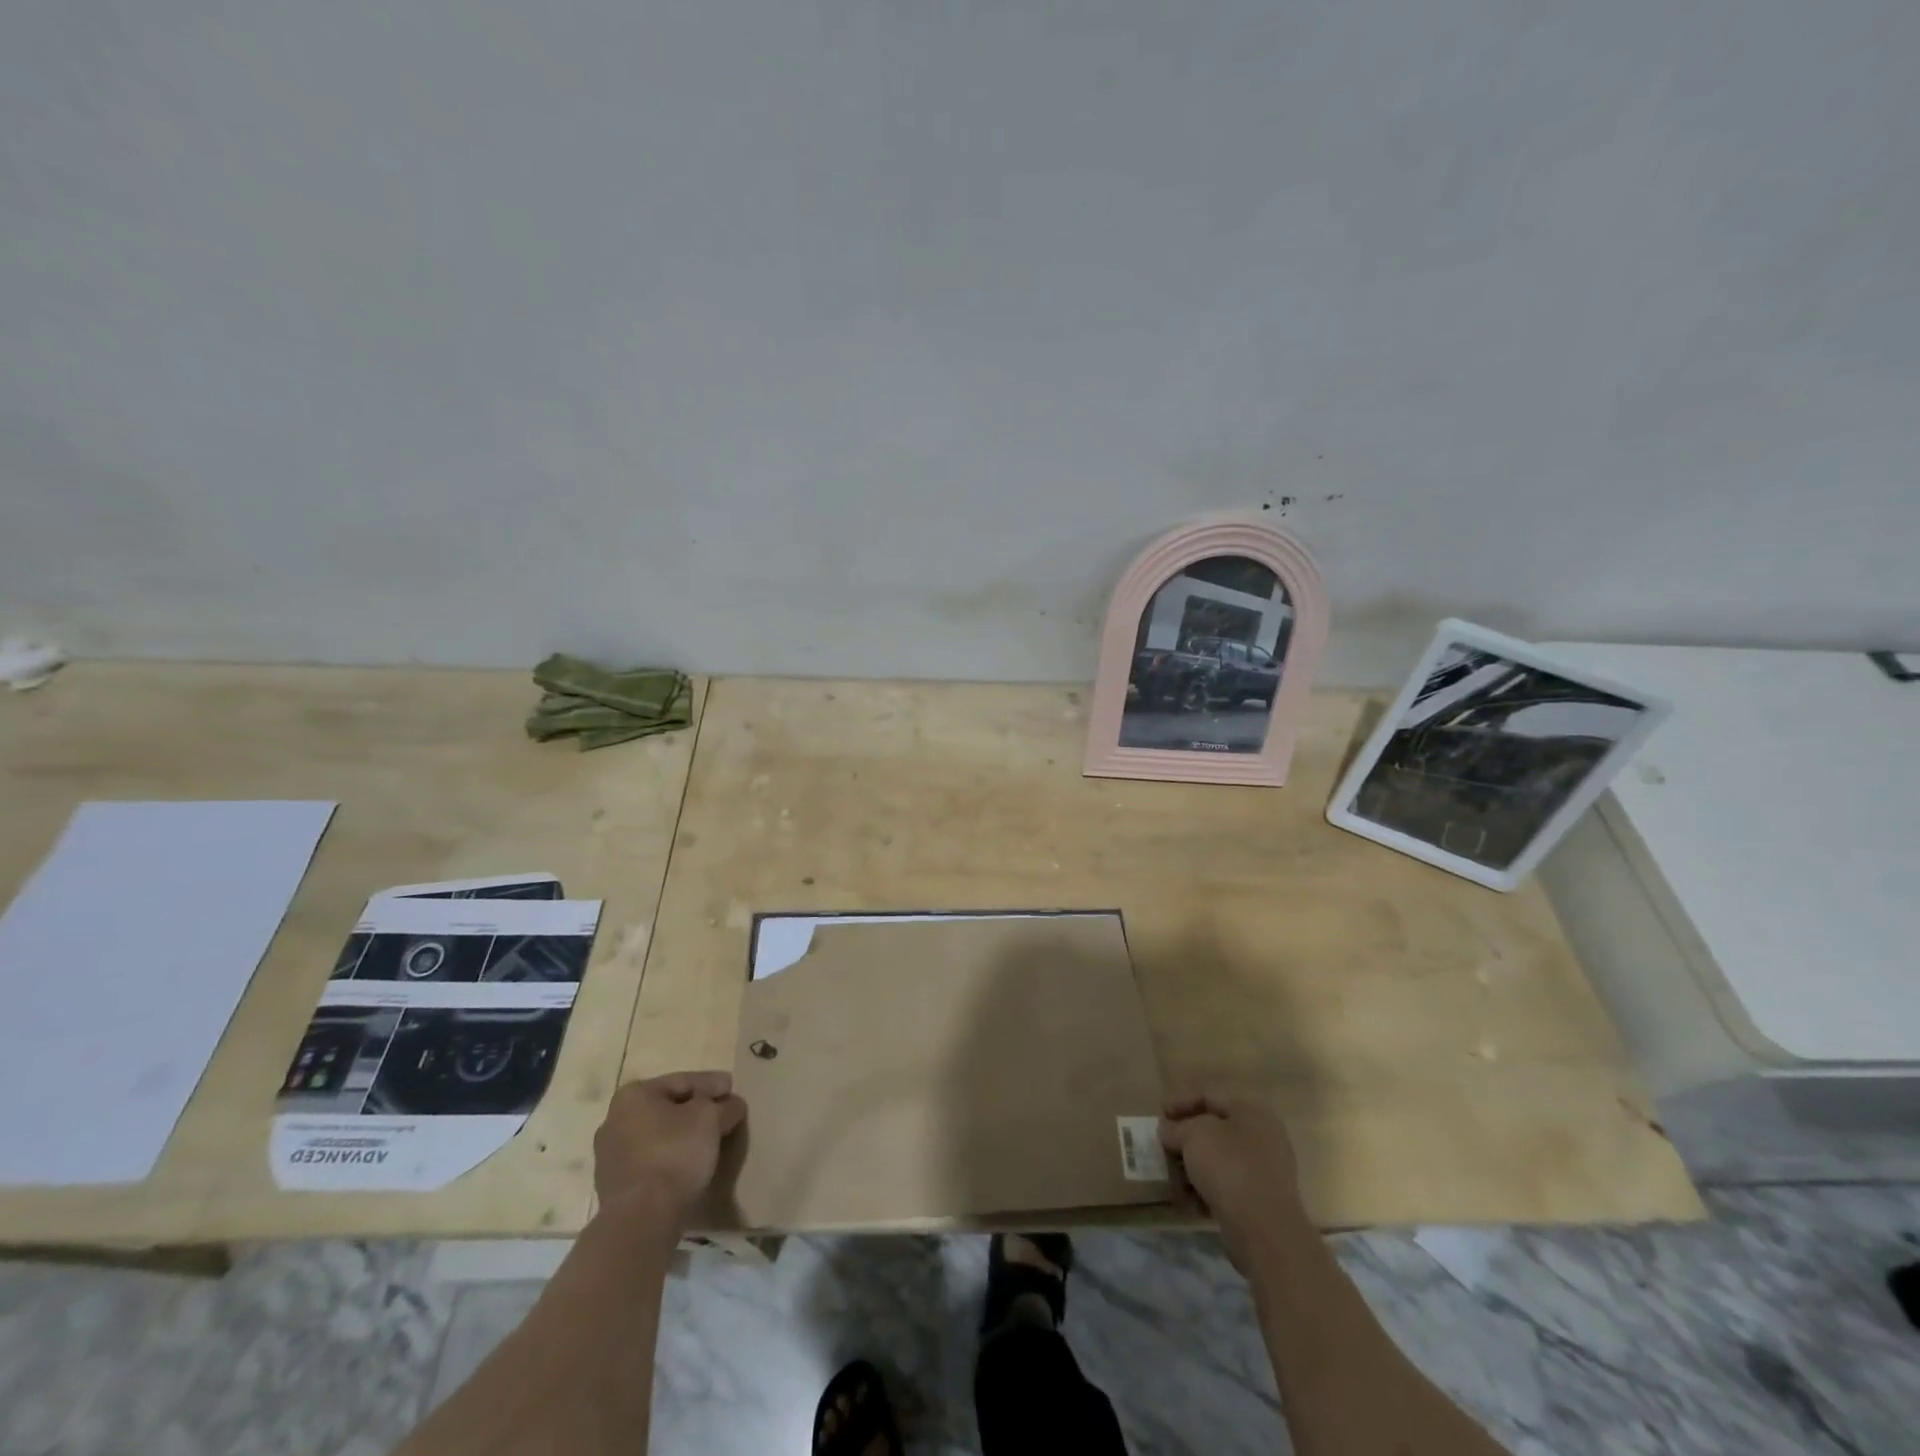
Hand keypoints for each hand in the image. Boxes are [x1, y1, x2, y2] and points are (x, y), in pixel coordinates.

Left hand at [593, 1071, 746, 1226]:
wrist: (641, 1220)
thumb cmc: (675, 1154)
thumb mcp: (711, 1119)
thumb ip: (725, 1106)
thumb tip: (733, 1105)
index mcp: (634, 1095)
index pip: (683, 1081)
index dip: (713, 1083)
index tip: (733, 1089)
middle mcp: (614, 1120)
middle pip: (668, 1107)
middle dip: (697, 1110)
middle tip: (723, 1113)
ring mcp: (610, 1156)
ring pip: (658, 1135)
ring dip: (684, 1135)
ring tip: (710, 1140)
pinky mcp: (614, 1186)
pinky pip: (651, 1160)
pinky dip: (671, 1157)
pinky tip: (690, 1164)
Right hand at [1159, 1092, 1303, 1266]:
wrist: (1264, 1230)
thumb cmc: (1228, 1167)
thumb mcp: (1193, 1135)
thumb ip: (1177, 1128)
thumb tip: (1169, 1130)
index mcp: (1251, 1111)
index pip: (1210, 1097)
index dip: (1181, 1102)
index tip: (1159, 1116)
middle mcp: (1263, 1137)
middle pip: (1215, 1130)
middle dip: (1186, 1138)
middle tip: (1164, 1146)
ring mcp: (1265, 1171)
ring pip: (1220, 1160)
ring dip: (1194, 1166)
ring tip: (1173, 1177)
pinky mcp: (1261, 1202)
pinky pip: (1228, 1186)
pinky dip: (1207, 1189)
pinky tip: (1189, 1200)